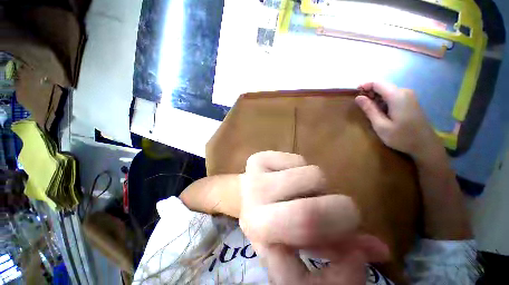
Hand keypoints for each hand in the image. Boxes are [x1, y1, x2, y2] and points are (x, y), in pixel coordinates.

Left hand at [239, 151, 389, 283]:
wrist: (250, 192)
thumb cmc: (276, 219)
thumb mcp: (306, 242)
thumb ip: (340, 249)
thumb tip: (380, 250)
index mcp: (262, 243)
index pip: (298, 271)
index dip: (340, 266)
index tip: (356, 255)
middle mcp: (252, 211)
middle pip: (309, 214)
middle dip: (341, 213)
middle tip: (340, 210)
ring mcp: (251, 181)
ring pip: (313, 176)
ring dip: (319, 187)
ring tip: (305, 191)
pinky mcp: (255, 160)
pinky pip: (298, 160)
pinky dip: (303, 168)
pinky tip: (289, 175)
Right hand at [355, 82, 442, 162]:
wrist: (425, 145)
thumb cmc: (402, 137)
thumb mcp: (381, 125)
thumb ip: (369, 109)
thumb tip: (358, 97)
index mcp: (397, 96)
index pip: (378, 83)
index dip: (364, 86)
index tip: (354, 94)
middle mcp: (404, 92)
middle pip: (383, 86)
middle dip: (369, 93)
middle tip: (360, 106)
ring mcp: (409, 96)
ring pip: (387, 91)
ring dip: (376, 98)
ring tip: (369, 111)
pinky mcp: (410, 102)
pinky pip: (393, 96)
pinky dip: (383, 101)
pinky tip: (380, 112)